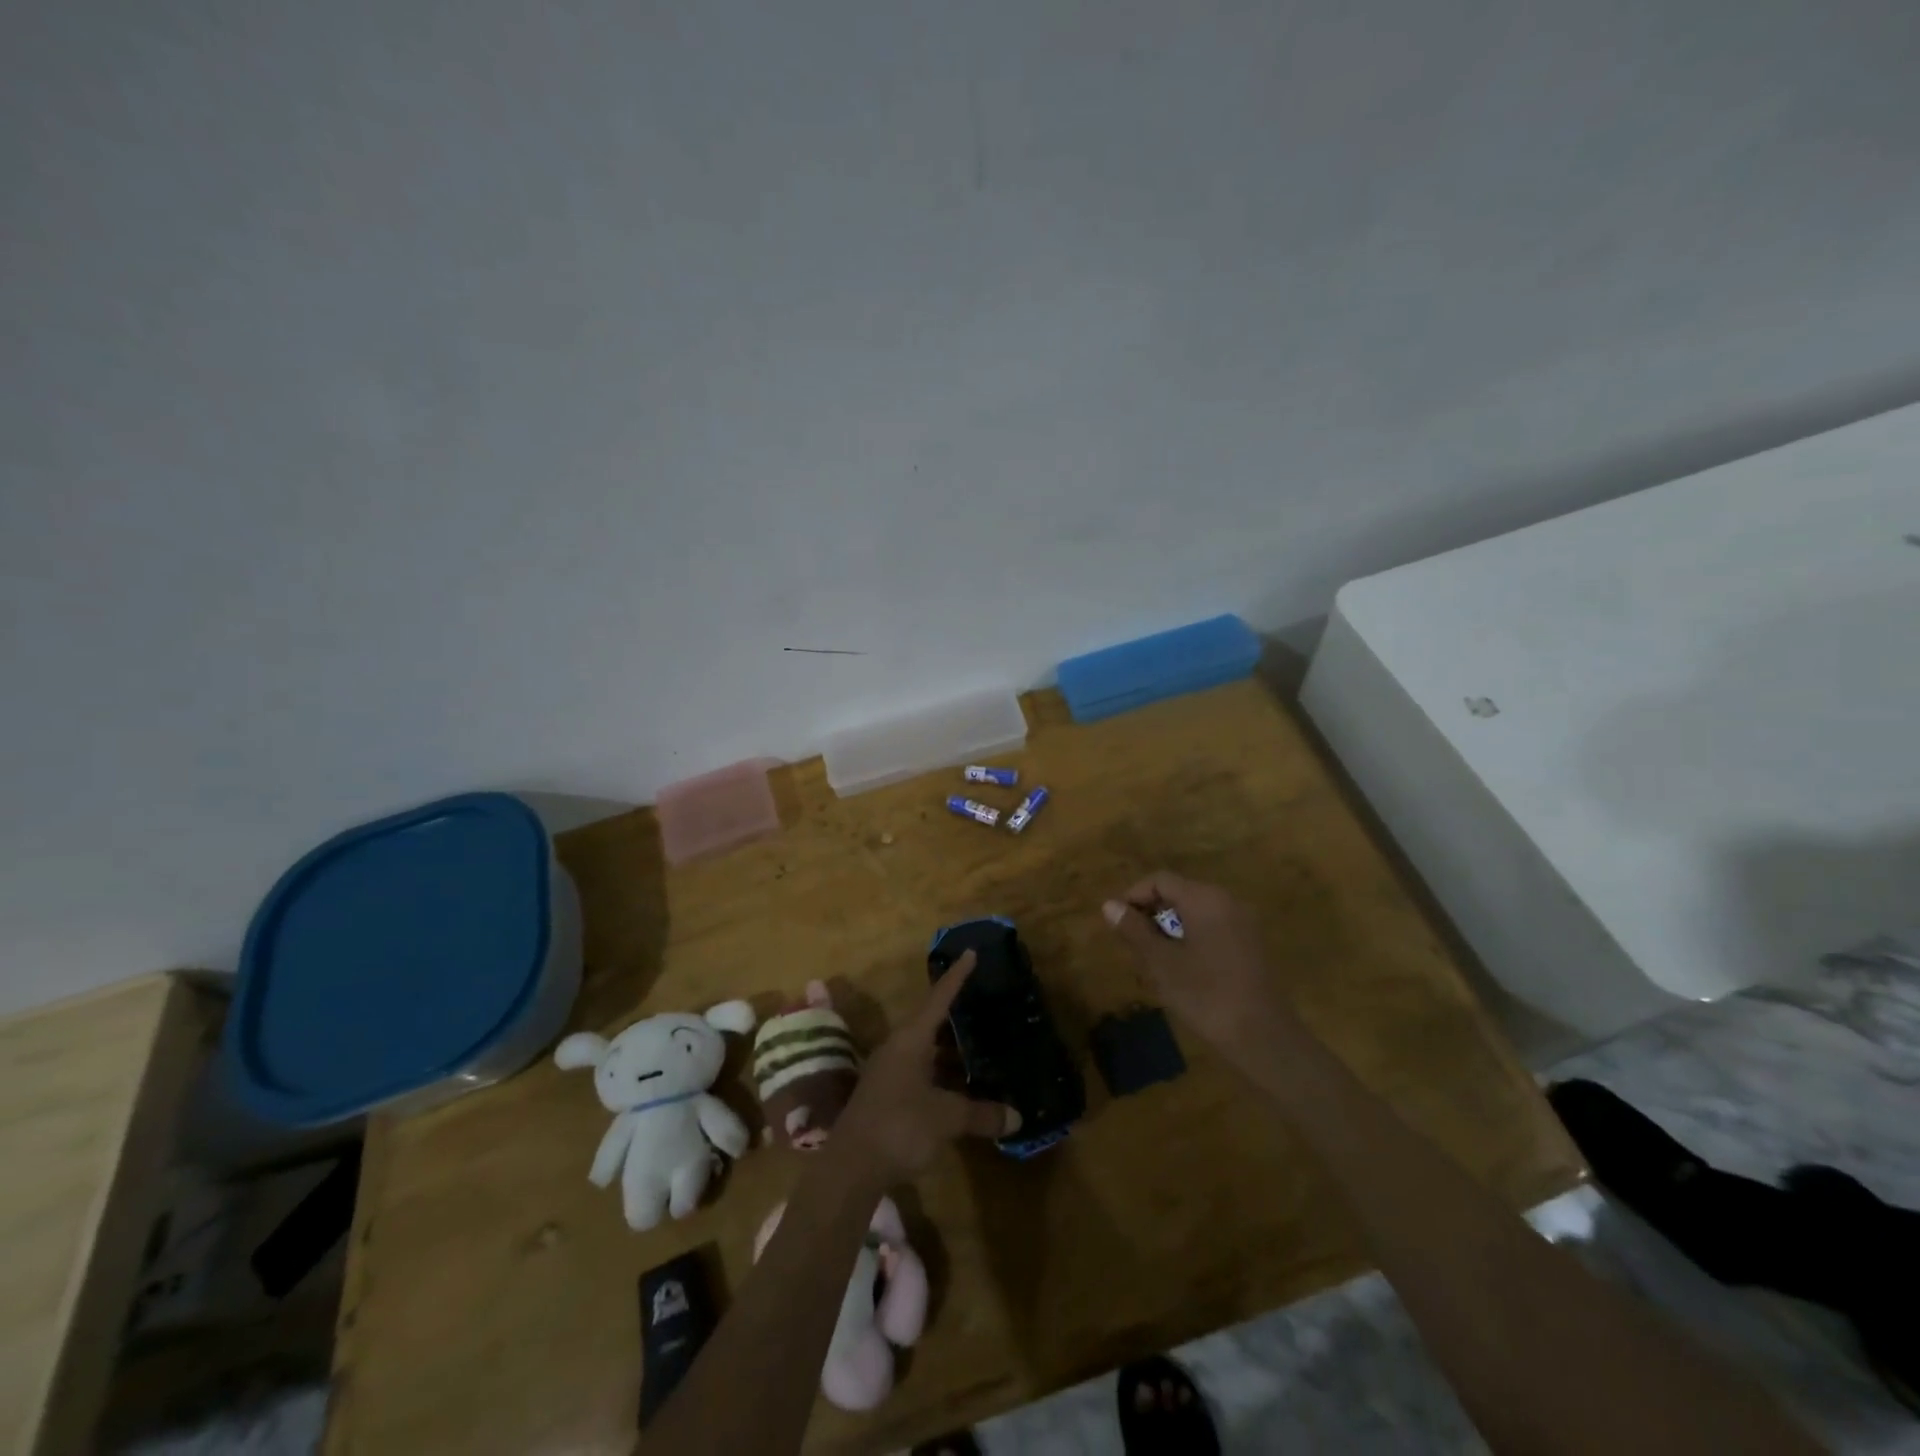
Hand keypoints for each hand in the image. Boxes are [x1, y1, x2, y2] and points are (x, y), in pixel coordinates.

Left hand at [833, 951, 1021, 1184]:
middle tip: (983, 1006)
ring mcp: (888, 1073)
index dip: (956, 976)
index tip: (970, 952)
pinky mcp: (885, 1096)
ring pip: (925, 1052)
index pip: (939, 998)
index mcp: (911, 1040)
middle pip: (930, 1024)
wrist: (850, 1168)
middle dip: (956, 1017)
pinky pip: (920, 1074)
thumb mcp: (946, 1118)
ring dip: (949, 1052)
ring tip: (979, 1049)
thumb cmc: (900, 1127)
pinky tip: (958, 1089)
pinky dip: (941, 1076)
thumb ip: (981, 1114)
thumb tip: (1017, 1117)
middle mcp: (897, 1048)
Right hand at [1103, 871, 1290, 1063]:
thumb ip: (1134, 930)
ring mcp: (1243, 923)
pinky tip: (1183, 969)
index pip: (1160, 880)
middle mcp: (1227, 901)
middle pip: (1179, 893)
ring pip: (1196, 912)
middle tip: (1132, 944)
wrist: (1263, 1038)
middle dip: (1151, 913)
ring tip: (1153, 959)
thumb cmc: (1206, 995)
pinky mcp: (1251, 945)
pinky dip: (1191, 938)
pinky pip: (1213, 927)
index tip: (1117, 923)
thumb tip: (1109, 905)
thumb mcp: (1161, 963)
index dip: (1134, 896)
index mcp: (1205, 899)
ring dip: (1170, 928)